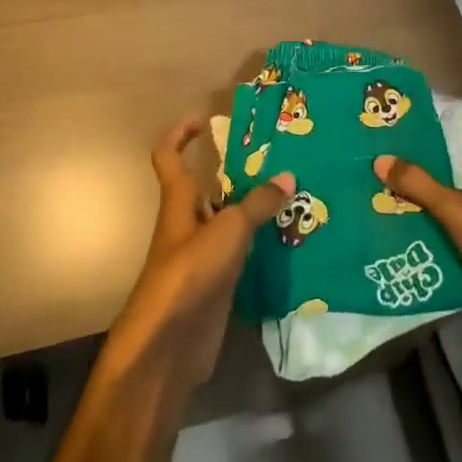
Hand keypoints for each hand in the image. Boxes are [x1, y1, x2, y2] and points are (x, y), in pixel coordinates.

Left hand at [105, 115, 295, 393]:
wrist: (169, 344)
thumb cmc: (189, 273)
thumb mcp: (228, 231)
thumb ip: (258, 204)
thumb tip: (288, 175)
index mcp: (179, 200)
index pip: (169, 156)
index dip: (181, 133)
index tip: (205, 117)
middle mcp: (188, 222)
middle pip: (208, 186)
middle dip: (236, 171)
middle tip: (276, 157)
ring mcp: (201, 254)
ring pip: (227, 219)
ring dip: (253, 207)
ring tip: (293, 192)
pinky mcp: (215, 282)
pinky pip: (240, 251)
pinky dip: (260, 242)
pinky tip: (289, 237)